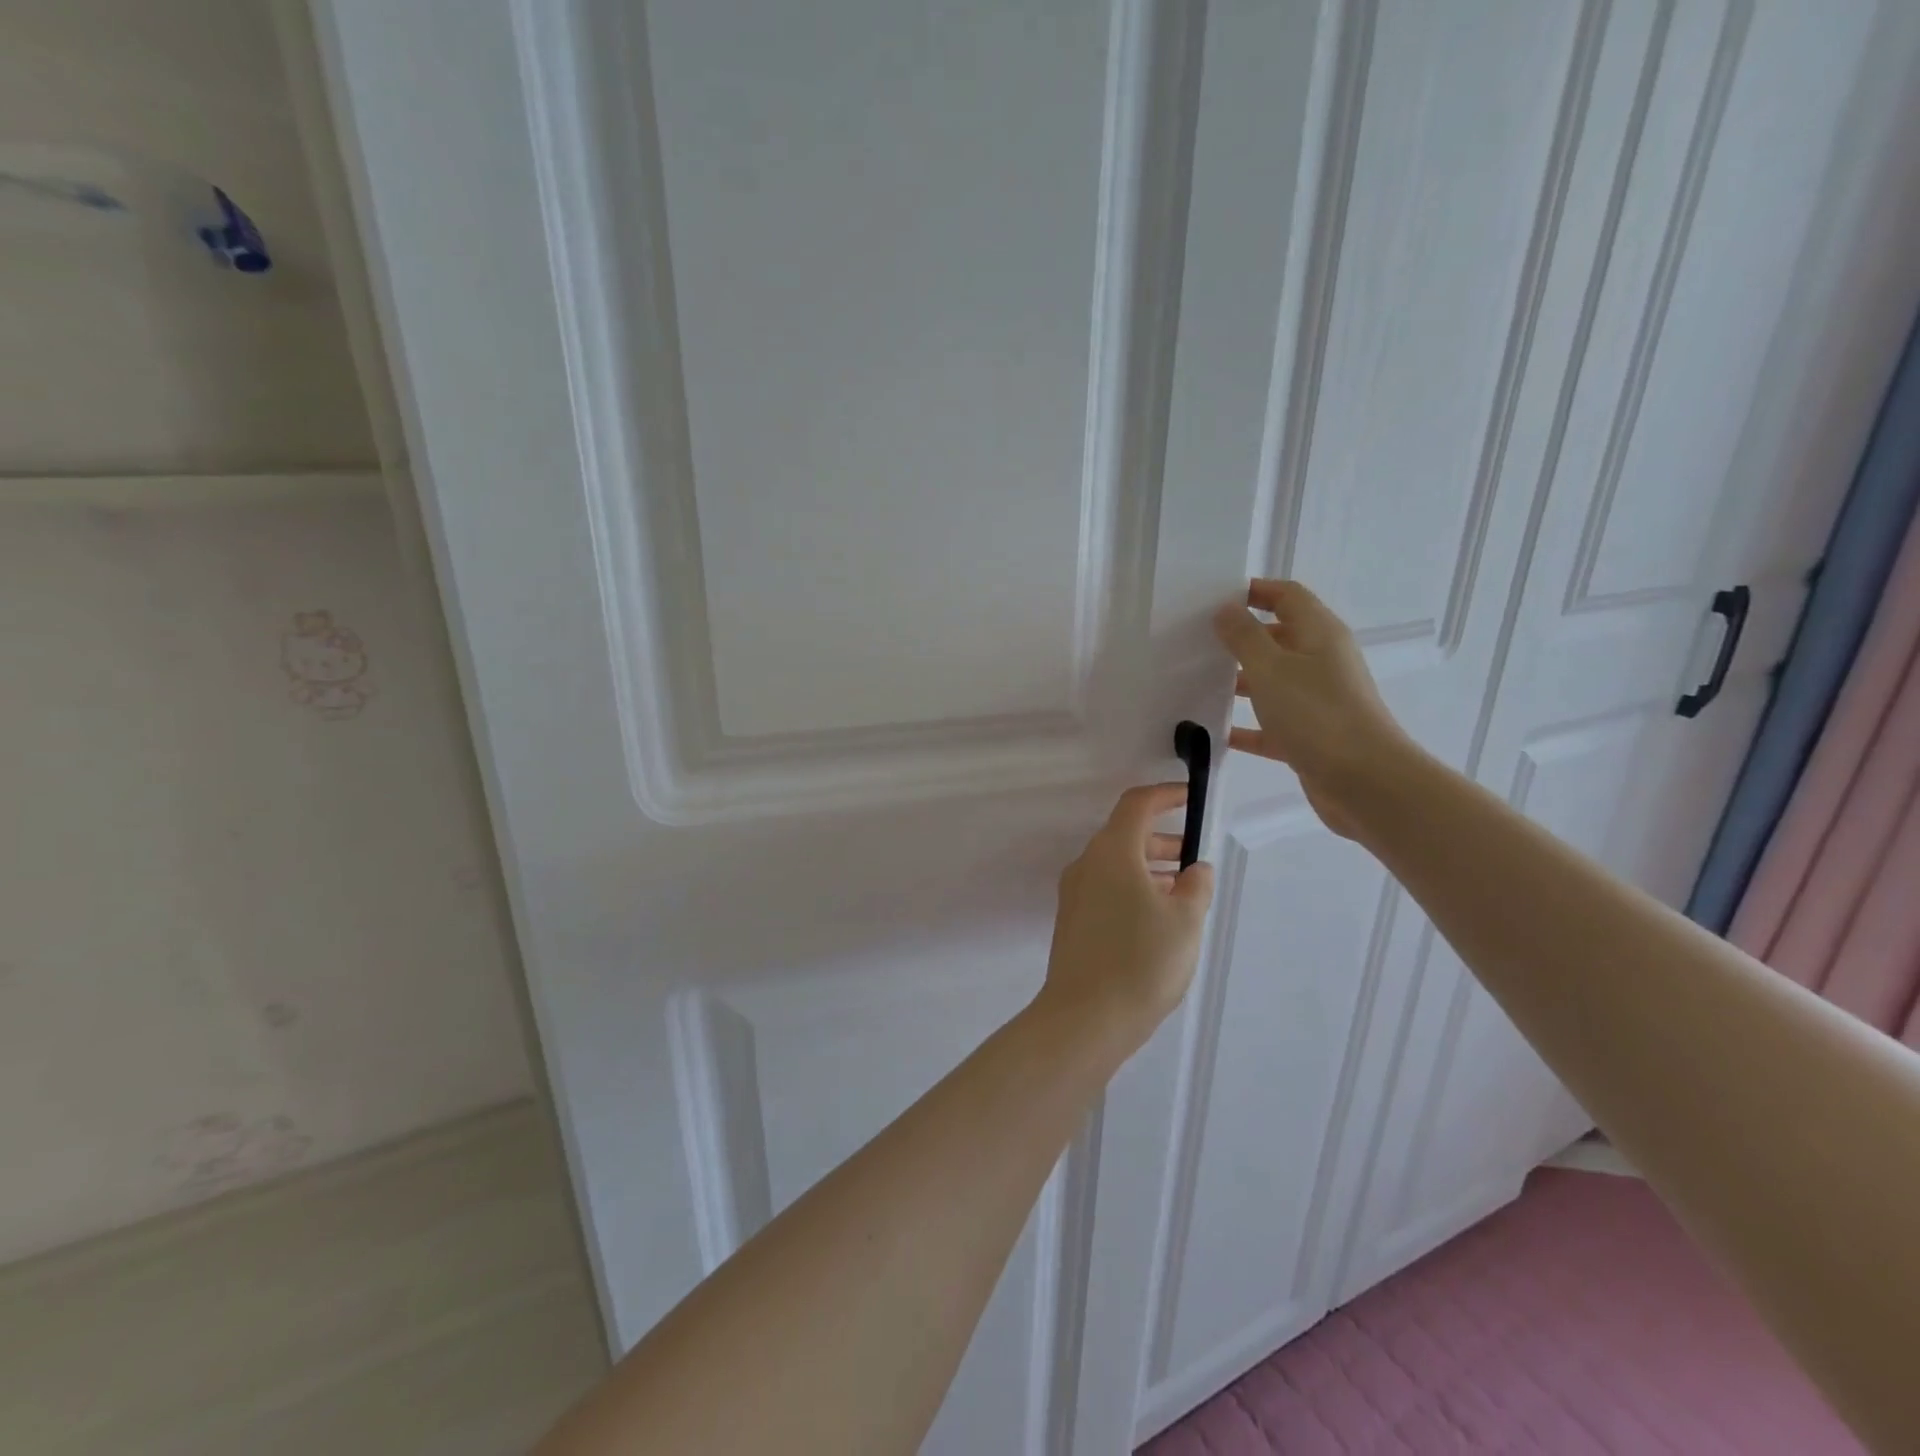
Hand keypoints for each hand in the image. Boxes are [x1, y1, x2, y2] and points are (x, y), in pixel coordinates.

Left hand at [1036, 784, 1213, 1054]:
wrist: (1084, 1017)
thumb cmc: (1141, 961)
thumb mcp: (1185, 921)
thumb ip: (1196, 886)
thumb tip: (1195, 869)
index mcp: (1112, 852)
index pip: (1136, 805)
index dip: (1164, 795)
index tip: (1189, 798)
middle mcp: (1087, 864)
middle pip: (1124, 835)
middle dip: (1161, 839)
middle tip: (1193, 859)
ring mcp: (1074, 893)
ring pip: (1116, 865)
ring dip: (1149, 868)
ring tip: (1183, 892)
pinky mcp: (1072, 920)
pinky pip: (1105, 888)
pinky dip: (1133, 888)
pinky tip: (1157, 918)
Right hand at [1212, 579, 1412, 838]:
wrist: (1365, 781)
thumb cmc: (1317, 714)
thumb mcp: (1271, 668)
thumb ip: (1245, 637)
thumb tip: (1226, 609)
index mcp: (1318, 634)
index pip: (1286, 596)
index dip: (1254, 591)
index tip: (1213, 599)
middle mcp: (1321, 661)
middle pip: (1278, 638)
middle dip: (1240, 637)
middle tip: (1197, 642)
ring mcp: (1316, 700)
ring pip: (1272, 681)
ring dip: (1240, 681)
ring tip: (1198, 683)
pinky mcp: (1309, 736)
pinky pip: (1271, 723)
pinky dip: (1246, 726)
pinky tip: (1214, 733)